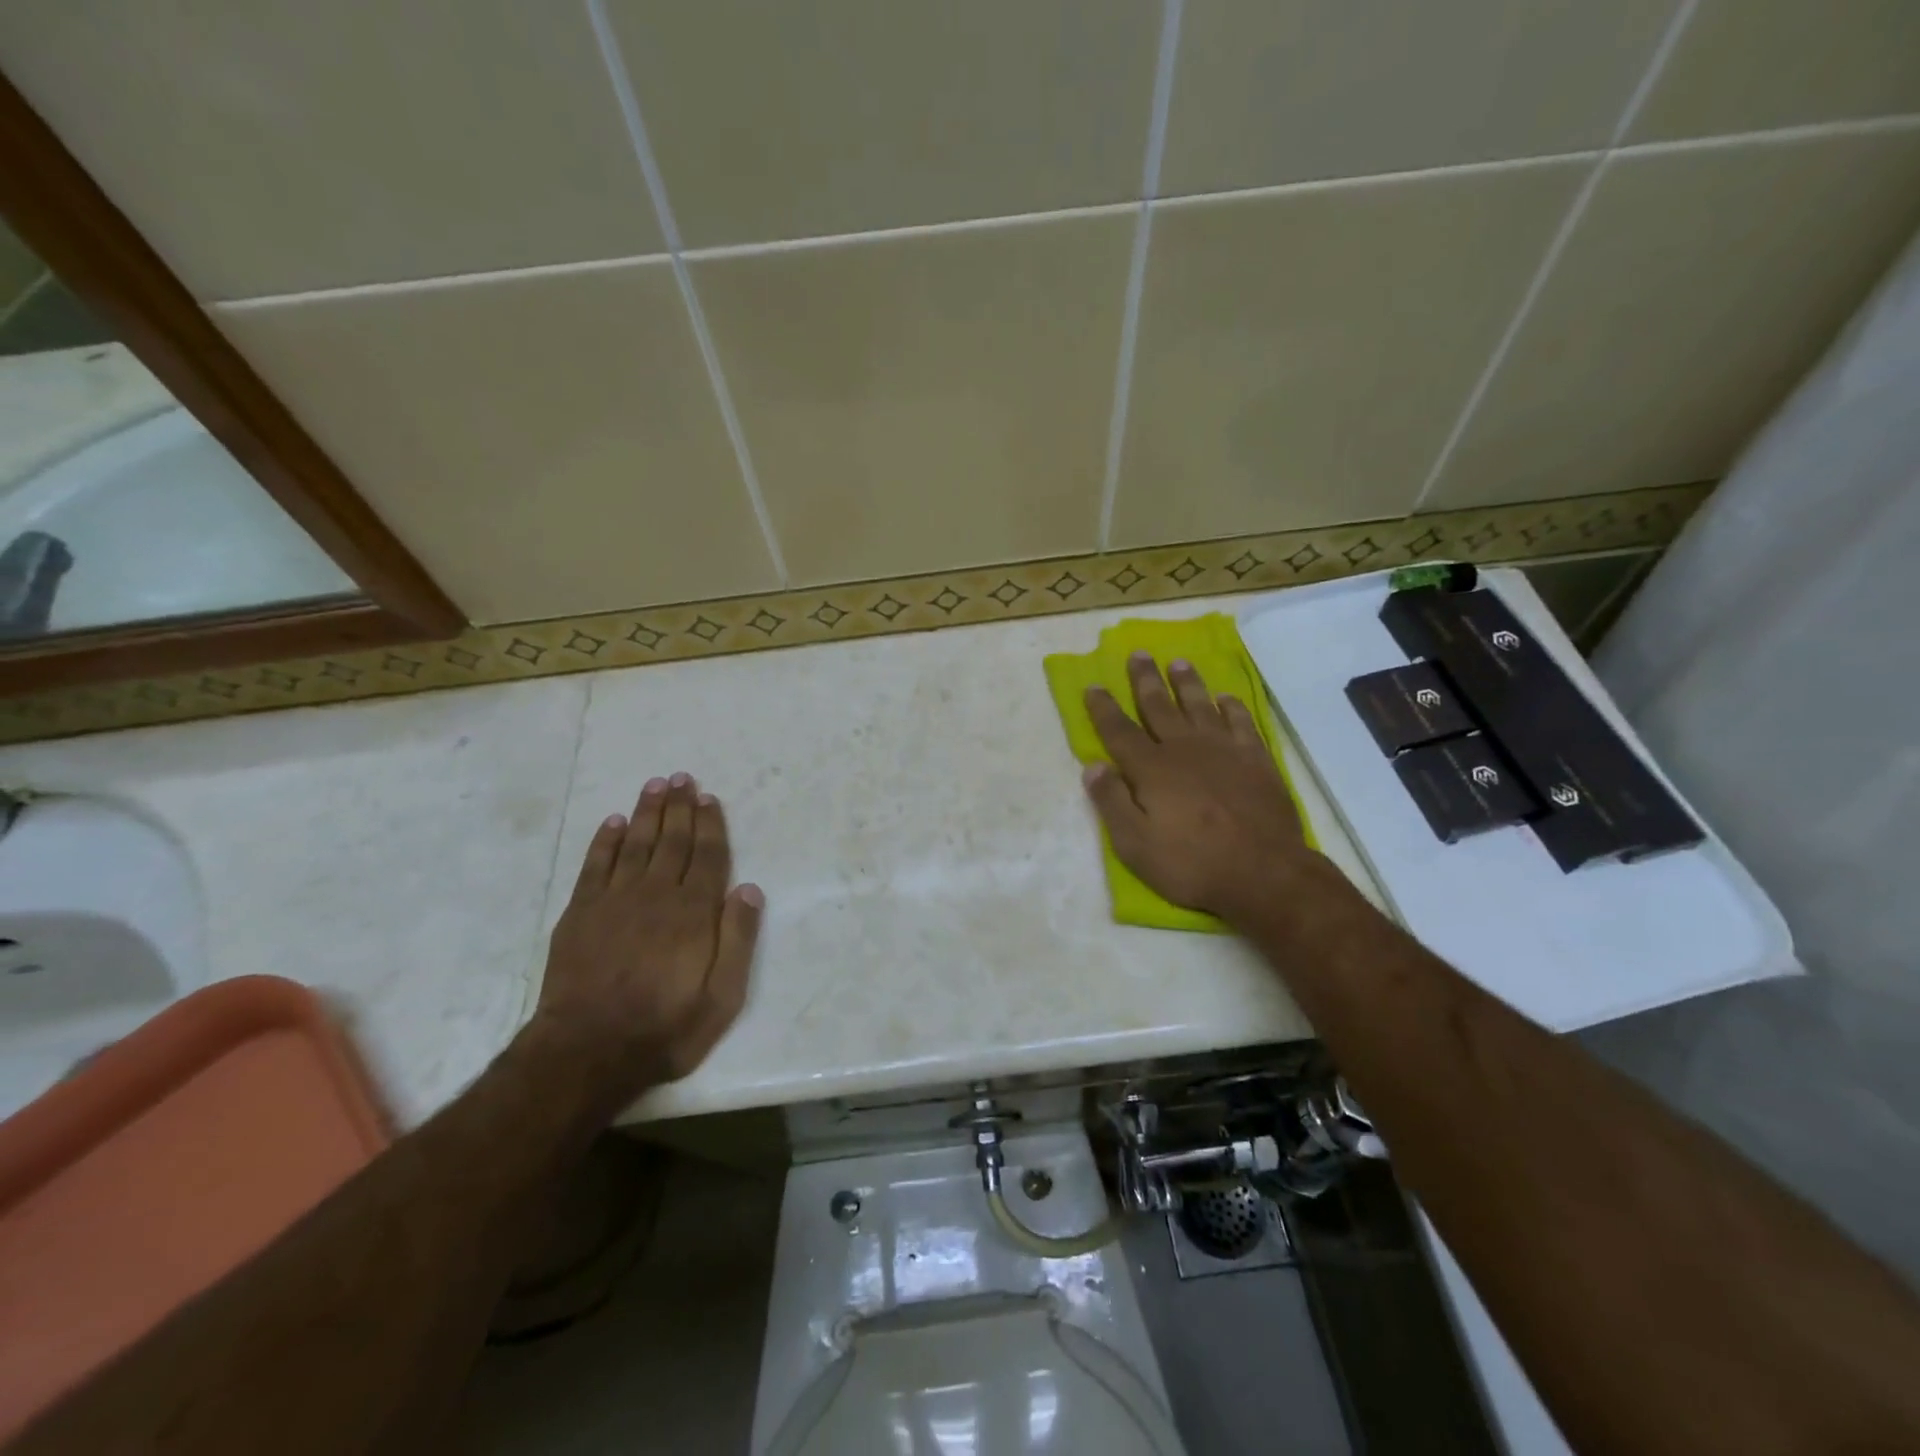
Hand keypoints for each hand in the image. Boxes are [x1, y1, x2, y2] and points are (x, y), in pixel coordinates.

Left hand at [533, 774, 762, 1098]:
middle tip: (681, 778)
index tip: (708, 797)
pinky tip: (613, 822)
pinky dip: (605, 840)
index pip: (707, 856)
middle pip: (672, 840)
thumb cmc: (665, 1027)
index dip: (710, 824)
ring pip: (635, 843)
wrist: (587, 1052)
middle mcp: (656, 894)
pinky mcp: (581, 913)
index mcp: (694, 912)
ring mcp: (615, 900)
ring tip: (654, 785)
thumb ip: (738, 940)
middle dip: (679, 807)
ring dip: (646, 812)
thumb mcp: (723, 997)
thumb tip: (750, 889)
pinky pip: (595, 865)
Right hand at [1083, 652, 1312, 922]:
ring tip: (1178, 663)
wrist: (1264, 873)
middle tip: (1138, 653)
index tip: (1093, 686)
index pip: (1119, 731)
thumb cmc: (1191, 863)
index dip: (1103, 708)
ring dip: (1187, 683)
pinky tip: (1226, 698)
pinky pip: (1241, 722)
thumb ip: (1111, 802)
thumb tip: (1093, 766)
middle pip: (1159, 706)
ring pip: (1200, 705)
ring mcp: (1224, 750)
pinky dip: (1232, 707)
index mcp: (1151, 769)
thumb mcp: (1134, 844)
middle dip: (1145, 679)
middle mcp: (1184, 749)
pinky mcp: (1256, 759)